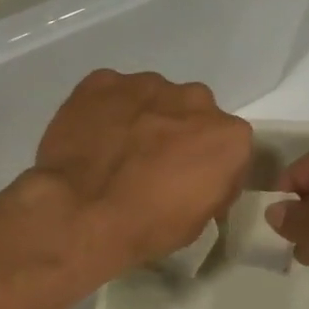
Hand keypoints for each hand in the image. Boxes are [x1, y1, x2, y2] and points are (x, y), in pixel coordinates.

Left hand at [31, 69, 252, 278]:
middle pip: (192, 113)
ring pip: (153, 98)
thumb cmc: (146, 226)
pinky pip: (112, 93)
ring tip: (117, 152)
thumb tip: (198, 178)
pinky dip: (106, 111)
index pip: (227, 146)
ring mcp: (146, 85)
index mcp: (227, 136)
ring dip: (142, 119)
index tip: (190, 185)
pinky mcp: (102, 81)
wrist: (80, 213)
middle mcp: (194, 99)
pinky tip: (92, 138)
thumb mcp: (198, 222)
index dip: (208, 166)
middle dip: (177, 134)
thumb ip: (210, 185)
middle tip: (152, 165)